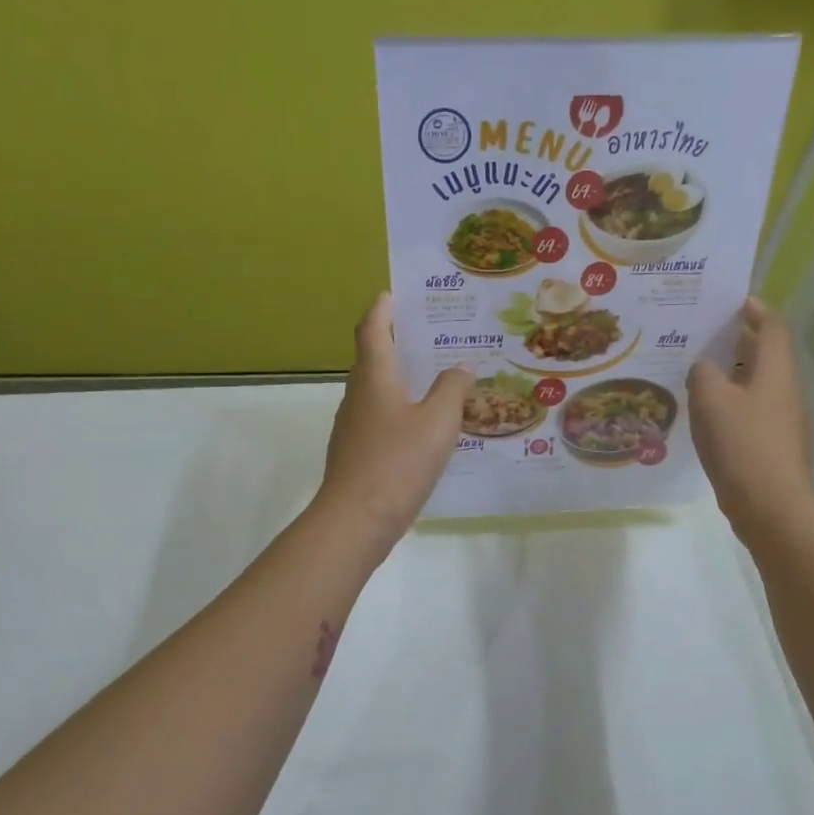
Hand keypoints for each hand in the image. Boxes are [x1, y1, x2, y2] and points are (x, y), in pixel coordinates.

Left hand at [315, 294, 472, 554]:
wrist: (356, 520)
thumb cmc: (397, 462)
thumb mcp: (438, 423)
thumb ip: (452, 389)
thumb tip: (461, 365)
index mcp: (374, 376)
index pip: (372, 328)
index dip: (382, 308)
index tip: (396, 294)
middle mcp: (358, 394)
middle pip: (374, 357)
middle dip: (399, 342)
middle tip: (434, 336)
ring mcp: (353, 426)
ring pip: (378, 390)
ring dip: (402, 378)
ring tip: (438, 379)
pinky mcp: (356, 452)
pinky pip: (381, 418)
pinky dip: (401, 410)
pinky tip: (426, 427)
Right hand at [688, 298, 813, 542]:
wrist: (770, 506)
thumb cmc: (741, 444)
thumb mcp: (710, 399)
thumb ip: (703, 372)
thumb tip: (705, 367)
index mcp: (776, 370)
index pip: (773, 326)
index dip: (755, 310)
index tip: (731, 303)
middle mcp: (787, 390)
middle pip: (767, 355)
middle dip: (738, 342)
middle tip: (703, 338)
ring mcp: (786, 421)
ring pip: (759, 385)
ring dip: (733, 375)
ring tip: (698, 376)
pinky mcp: (776, 446)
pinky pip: (755, 412)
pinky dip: (734, 404)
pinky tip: (708, 417)